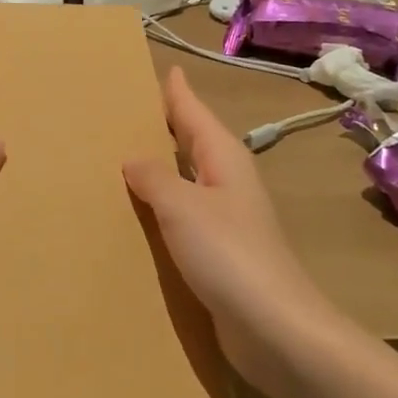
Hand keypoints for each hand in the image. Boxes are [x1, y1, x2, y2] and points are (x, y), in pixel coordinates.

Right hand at [123, 67, 332, 397]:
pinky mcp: (221, 252)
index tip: (163, 67)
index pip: (193, 111)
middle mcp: (227, 180)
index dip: (176, 91)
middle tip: (125, 109)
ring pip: (186, 179)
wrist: (276, 330)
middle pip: (192, 141)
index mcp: (223, 157)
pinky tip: (139, 215)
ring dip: (160, 167)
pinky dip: (162, 206)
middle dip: (164, 124)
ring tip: (120, 157)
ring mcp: (226, 218)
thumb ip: (154, 177)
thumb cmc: (229, 255)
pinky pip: (184, 215)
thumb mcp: (182, 206)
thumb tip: (134, 158)